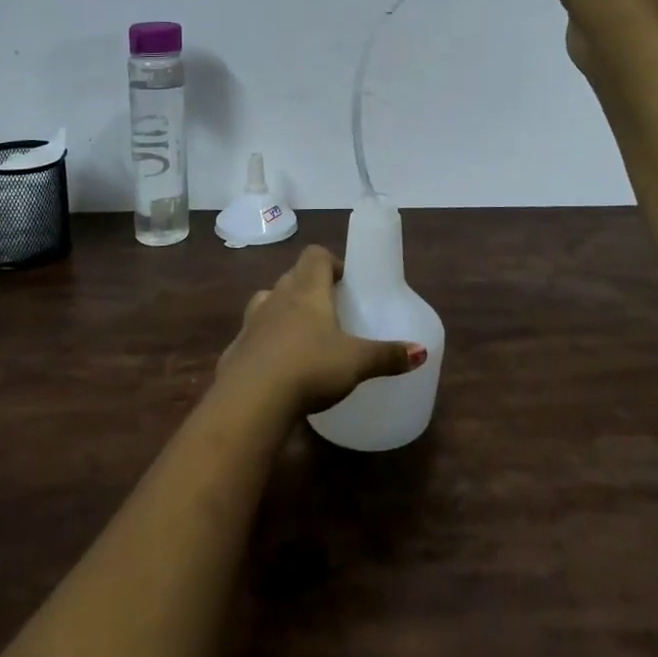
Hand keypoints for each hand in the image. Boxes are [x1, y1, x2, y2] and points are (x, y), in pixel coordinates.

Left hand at [216, 245, 425, 416]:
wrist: (250, 401)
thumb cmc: (309, 368)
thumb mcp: (356, 363)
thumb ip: (388, 355)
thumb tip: (421, 351)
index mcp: (307, 290)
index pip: (315, 255)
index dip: (331, 262)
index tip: (344, 282)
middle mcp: (277, 297)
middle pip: (292, 277)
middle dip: (310, 287)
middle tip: (330, 310)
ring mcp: (251, 322)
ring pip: (268, 302)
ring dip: (283, 310)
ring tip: (303, 335)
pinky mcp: (235, 350)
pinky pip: (253, 335)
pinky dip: (266, 342)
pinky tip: (278, 367)